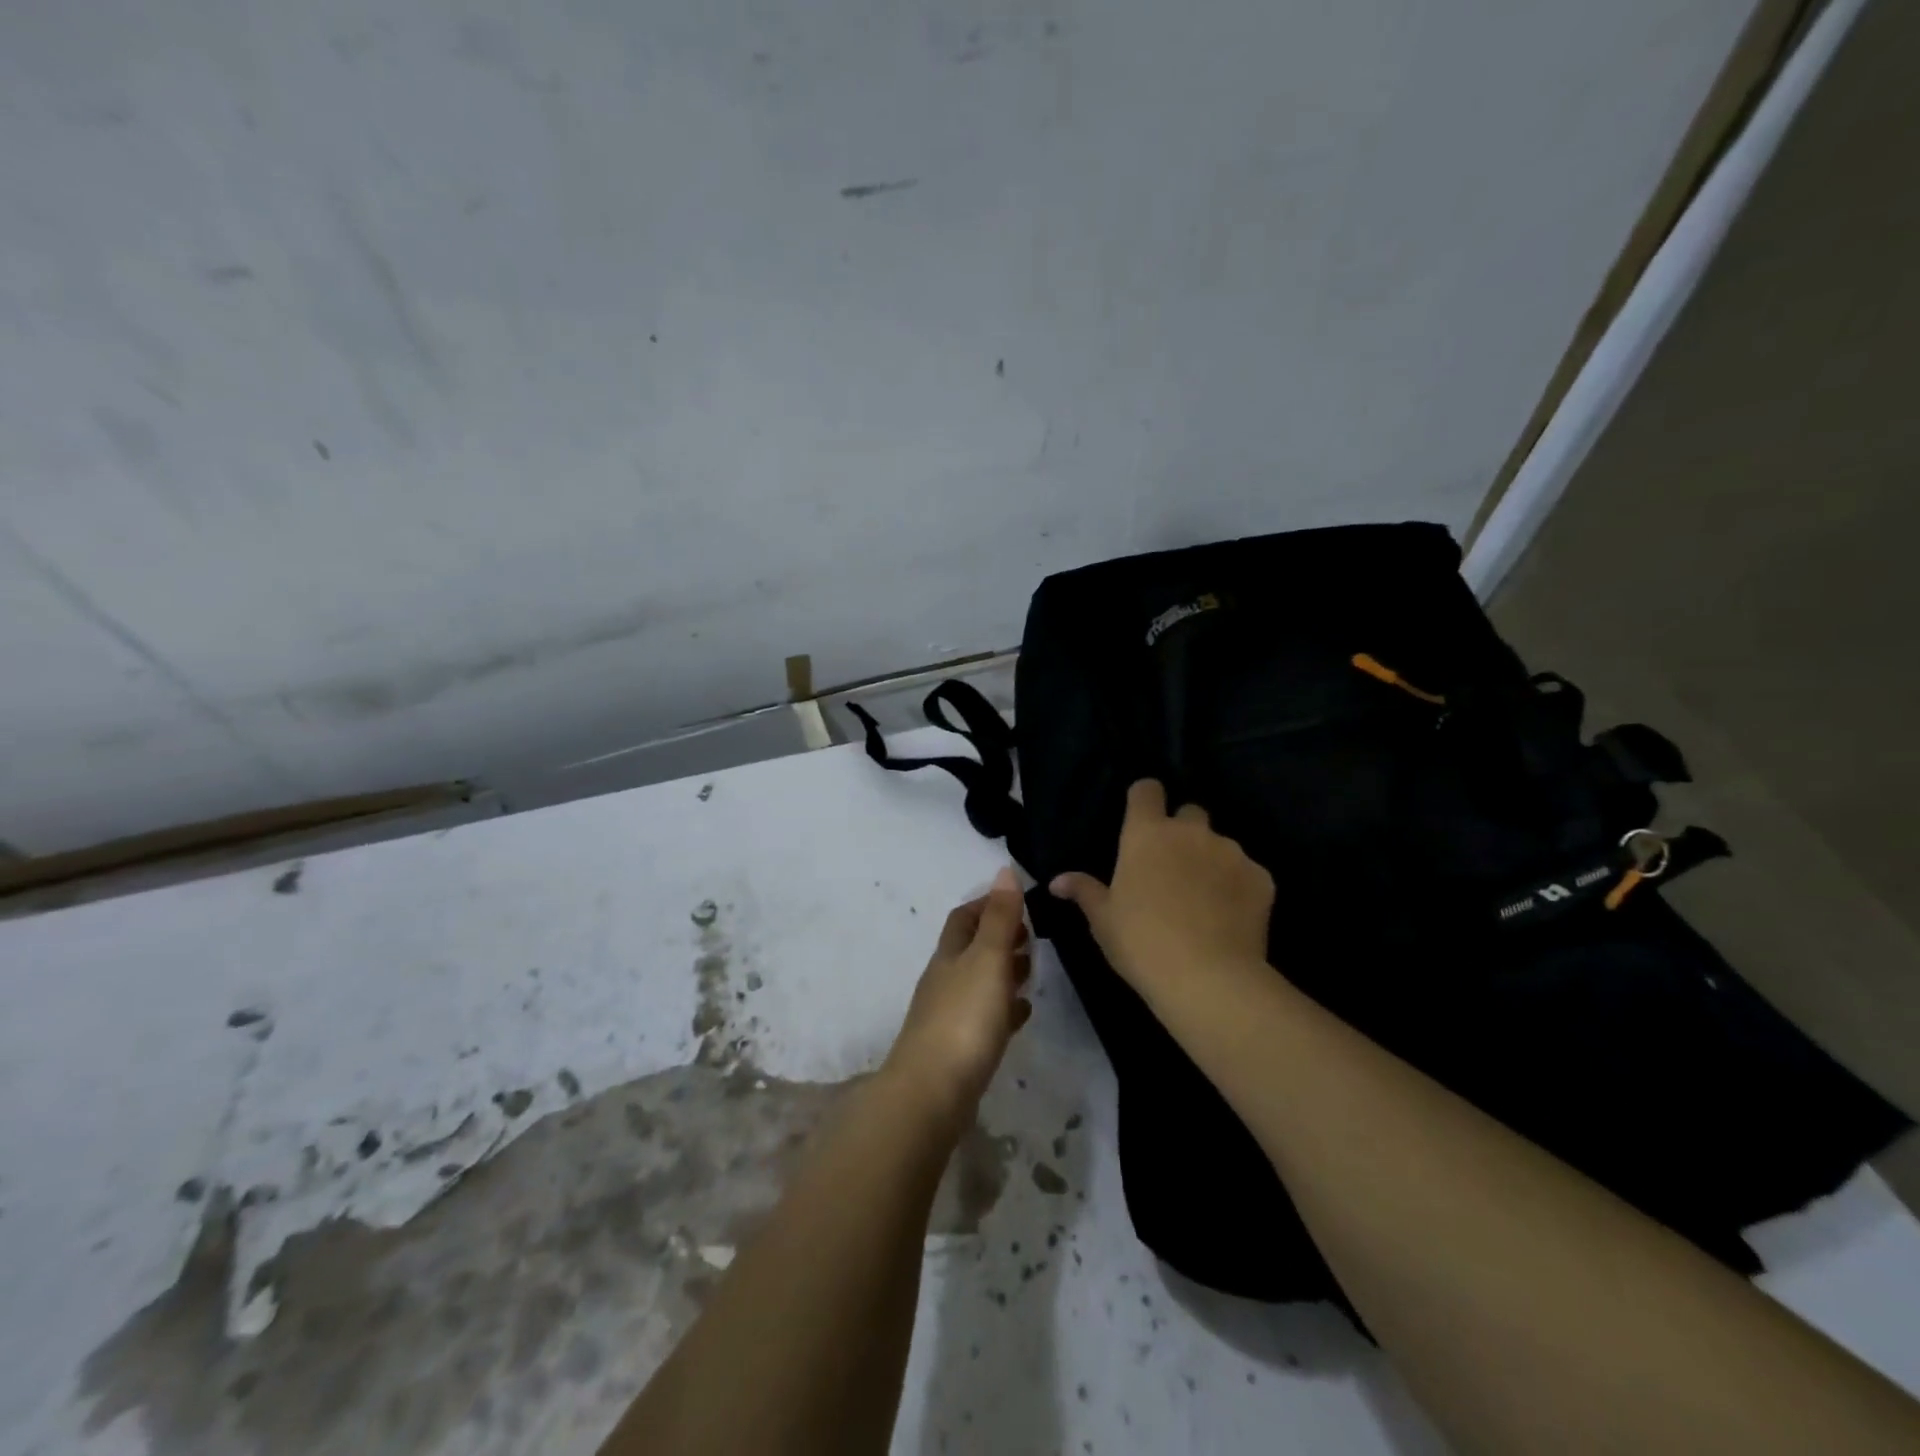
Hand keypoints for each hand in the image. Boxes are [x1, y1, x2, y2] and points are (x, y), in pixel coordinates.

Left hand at [884, 867, 1033, 1116]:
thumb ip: (1000, 918)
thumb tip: (1004, 870)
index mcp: (950, 955)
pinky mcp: (959, 1050)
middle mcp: (945, 980)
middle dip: (999, 938)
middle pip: (971, 950)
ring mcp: (949, 1016)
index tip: (1017, 902)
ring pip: (979, 984)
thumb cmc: (964, 1018)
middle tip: (1033, 937)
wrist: (932, 1093)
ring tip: (1034, 972)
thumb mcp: (988, 959)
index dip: (988, 904)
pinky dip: (1004, 1010)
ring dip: (1004, 973)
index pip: (964, 918)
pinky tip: (1022, 1015)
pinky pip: (985, 1019)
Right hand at [1050, 779, 1273, 994]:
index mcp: (1147, 834)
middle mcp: (1191, 832)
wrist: (1208, 979)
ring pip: (1220, 844)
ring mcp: (1231, 852)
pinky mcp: (1262, 878)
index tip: (1141, 819)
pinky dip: (1238, 887)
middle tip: (1172, 866)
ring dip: (1211, 861)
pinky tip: (1230, 918)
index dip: (1145, 798)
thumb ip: (1084, 891)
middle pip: (1190, 812)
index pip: (1147, 789)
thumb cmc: (1142, 943)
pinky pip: (1247, 872)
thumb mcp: (1103, 919)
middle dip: (1182, 831)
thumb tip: (1057, 881)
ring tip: (1204, 900)